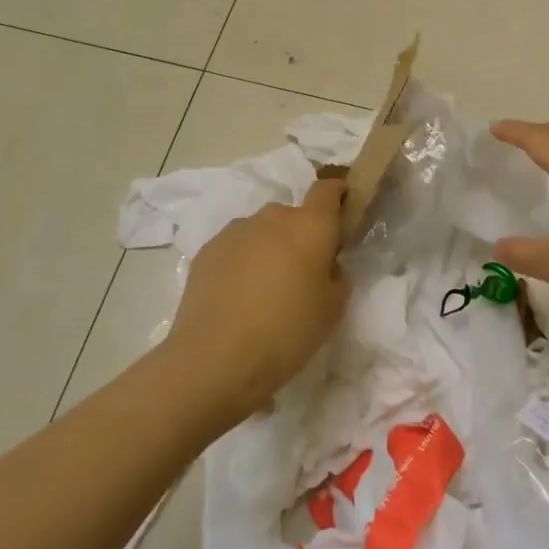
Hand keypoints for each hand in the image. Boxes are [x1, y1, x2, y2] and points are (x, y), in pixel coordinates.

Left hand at [165, 178, 350, 422]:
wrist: (215, 357)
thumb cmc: (287, 332)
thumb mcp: (331, 311)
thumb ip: (337, 279)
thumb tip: (328, 268)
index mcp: (310, 227)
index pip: (328, 190)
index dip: (338, 195)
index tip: (341, 215)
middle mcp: (273, 218)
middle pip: (293, 216)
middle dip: (300, 237)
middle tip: (301, 275)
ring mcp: (236, 231)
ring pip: (261, 232)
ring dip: (268, 250)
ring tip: (263, 292)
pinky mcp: (207, 250)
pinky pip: (235, 248)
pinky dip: (241, 264)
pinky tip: (236, 299)